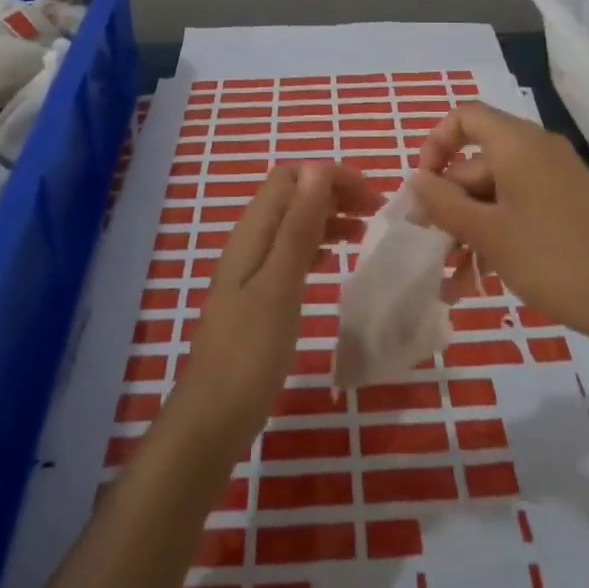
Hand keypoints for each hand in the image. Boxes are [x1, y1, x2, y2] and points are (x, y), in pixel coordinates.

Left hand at [167, 161, 379, 450]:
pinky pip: (291, 253)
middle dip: (333, 192)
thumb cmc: (249, 353)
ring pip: (294, 224)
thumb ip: (298, 228)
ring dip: (328, 218)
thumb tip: (318, 170)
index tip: (371, 196)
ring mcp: (252, 270)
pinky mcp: (259, 295)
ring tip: (364, 233)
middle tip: (375, 213)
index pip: (290, 177)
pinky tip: (335, 260)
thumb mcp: (279, 286)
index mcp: (252, 234)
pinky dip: (317, 245)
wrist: (213, 418)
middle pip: (293, 196)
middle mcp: (250, 243)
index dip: (330, 176)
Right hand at [411, 102, 588, 351]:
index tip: (424, 186)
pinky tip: (480, 278)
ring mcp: (556, 179)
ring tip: (452, 280)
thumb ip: (443, 202)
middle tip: (432, 245)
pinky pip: (519, 207)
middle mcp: (537, 150)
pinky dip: (496, 234)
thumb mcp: (486, 232)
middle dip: (449, 204)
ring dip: (469, 229)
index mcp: (517, 143)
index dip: (435, 144)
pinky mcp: (568, 205)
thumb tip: (416, 180)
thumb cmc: (550, 258)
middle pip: (477, 162)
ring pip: (495, 192)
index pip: (465, 117)